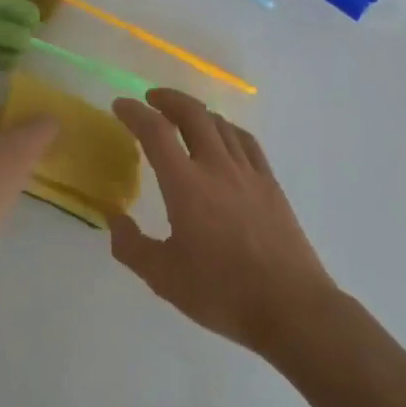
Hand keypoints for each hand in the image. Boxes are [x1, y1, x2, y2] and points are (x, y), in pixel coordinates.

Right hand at [109, 90, 334, 356]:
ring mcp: (248, 172)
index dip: (135, 113)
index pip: (155, 132)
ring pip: (220, 124)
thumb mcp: (163, 278)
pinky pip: (246, 141)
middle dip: (169, 99)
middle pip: (192, 114)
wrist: (291, 307)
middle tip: (151, 99)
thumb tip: (114, 219)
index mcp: (185, 185)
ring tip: (183, 117)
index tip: (120, 105)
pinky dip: (227, 129)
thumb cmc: (222, 292)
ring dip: (197, 112)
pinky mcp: (270, 184)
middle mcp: (216, 167)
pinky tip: (223, 137)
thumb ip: (131, 246)